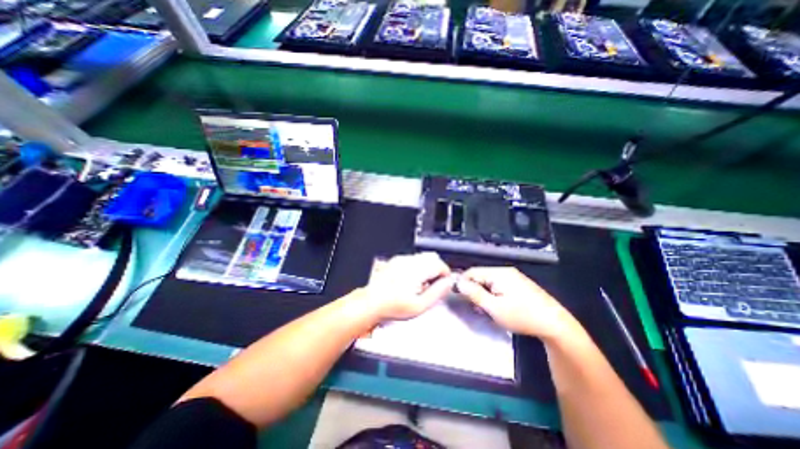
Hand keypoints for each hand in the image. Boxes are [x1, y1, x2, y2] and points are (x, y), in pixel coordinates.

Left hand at [364, 255, 452, 321]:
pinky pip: (413, 259)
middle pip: (433, 258)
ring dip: (427, 267)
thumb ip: (437, 292)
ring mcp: (402, 259)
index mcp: (417, 271)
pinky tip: (411, 280)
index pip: (440, 264)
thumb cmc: (393, 306)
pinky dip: (417, 266)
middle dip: (437, 269)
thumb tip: (448, 283)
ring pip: (423, 257)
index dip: (445, 274)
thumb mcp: (420, 306)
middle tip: (433, 285)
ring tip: (421, 284)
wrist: (371, 302)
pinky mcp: (396, 260)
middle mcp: (409, 261)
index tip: (443, 284)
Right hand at [455, 267, 581, 340]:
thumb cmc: (522, 316)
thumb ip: (474, 294)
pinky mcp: (519, 284)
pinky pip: (499, 285)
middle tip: (475, 307)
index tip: (459, 297)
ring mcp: (514, 277)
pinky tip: (498, 307)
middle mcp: (506, 271)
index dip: (463, 283)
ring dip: (484, 294)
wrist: (555, 325)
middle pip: (481, 276)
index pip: (472, 272)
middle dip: (474, 290)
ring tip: (486, 309)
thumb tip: (459, 283)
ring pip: (489, 282)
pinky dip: (494, 294)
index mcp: (499, 273)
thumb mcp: (494, 308)